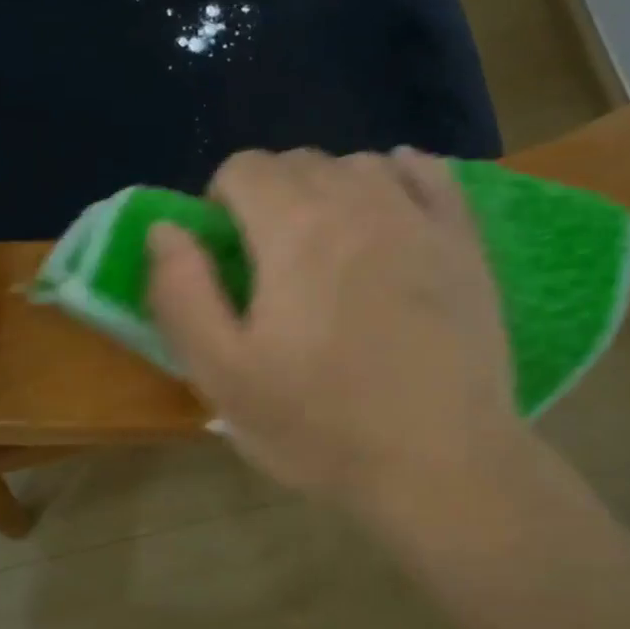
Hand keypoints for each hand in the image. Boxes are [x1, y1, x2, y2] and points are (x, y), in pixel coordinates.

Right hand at [146, 148, 525, 524]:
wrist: (443, 466)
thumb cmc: (323, 427)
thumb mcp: (223, 376)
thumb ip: (180, 293)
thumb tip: (165, 229)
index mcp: (293, 228)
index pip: (242, 168)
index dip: (221, 203)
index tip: (228, 255)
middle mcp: (357, 200)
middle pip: (298, 162)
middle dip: (271, 196)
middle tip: (274, 262)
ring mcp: (419, 216)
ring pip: (358, 165)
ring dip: (330, 190)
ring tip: (331, 247)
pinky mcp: (464, 241)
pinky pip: (428, 173)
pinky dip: (398, 177)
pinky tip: (391, 208)